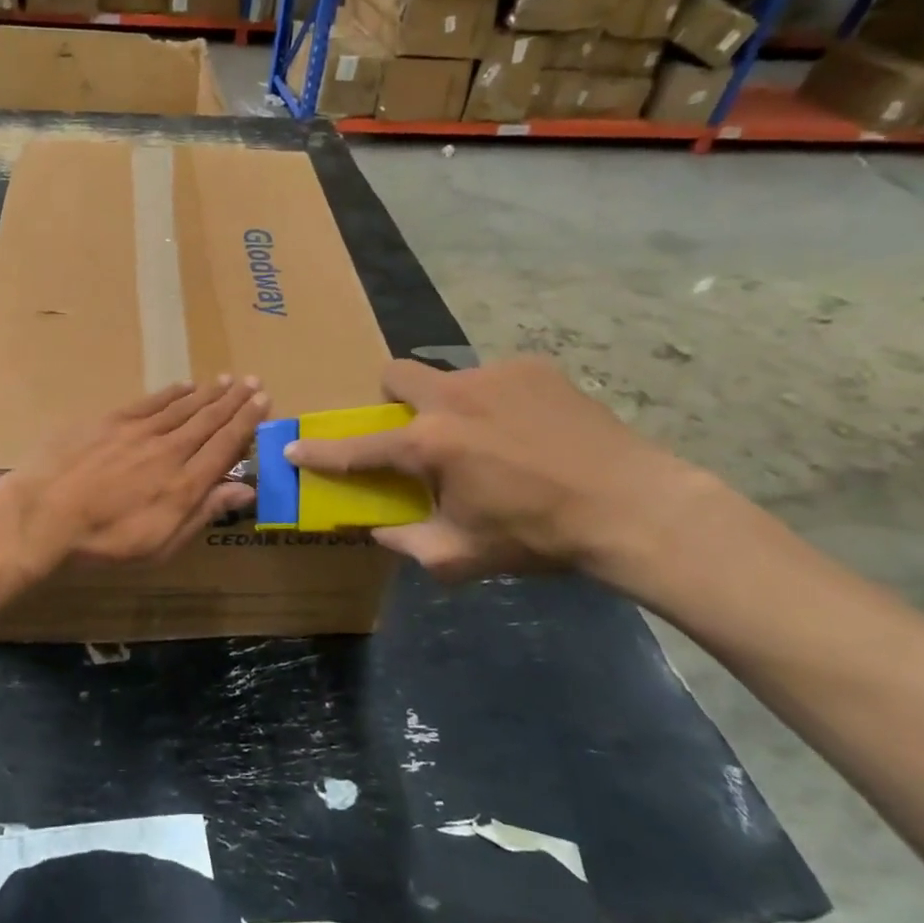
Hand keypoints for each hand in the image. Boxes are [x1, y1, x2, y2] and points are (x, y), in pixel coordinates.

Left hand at [0, 378, 269, 586]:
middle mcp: (169, 449)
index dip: (247, 423)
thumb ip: (203, 512)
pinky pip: (150, 402)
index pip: (225, 445)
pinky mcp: (111, 421)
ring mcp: (139, 431)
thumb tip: (245, 490)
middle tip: (253, 382)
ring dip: (207, 393)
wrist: (46, 514)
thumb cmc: (104, 542)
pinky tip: (184, 385)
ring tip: (227, 379)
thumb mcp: (161, 543)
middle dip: (234, 401)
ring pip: (182, 407)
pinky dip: (170, 393)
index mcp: (185, 483)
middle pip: (209, 420)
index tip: (264, 402)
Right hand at [284, 356, 707, 583]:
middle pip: (395, 374)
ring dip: (451, 406)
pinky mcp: (535, 368)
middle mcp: (452, 396)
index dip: (318, 452)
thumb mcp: (462, 555)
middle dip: (391, 400)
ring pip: (449, 378)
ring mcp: (495, 374)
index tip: (292, 447)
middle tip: (416, 433)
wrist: (632, 507)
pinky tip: (528, 432)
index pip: (356, 447)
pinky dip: (496, 403)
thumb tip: (377, 529)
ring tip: (490, 441)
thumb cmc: (538, 536)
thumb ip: (407, 542)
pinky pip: (495, 379)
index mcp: (428, 444)